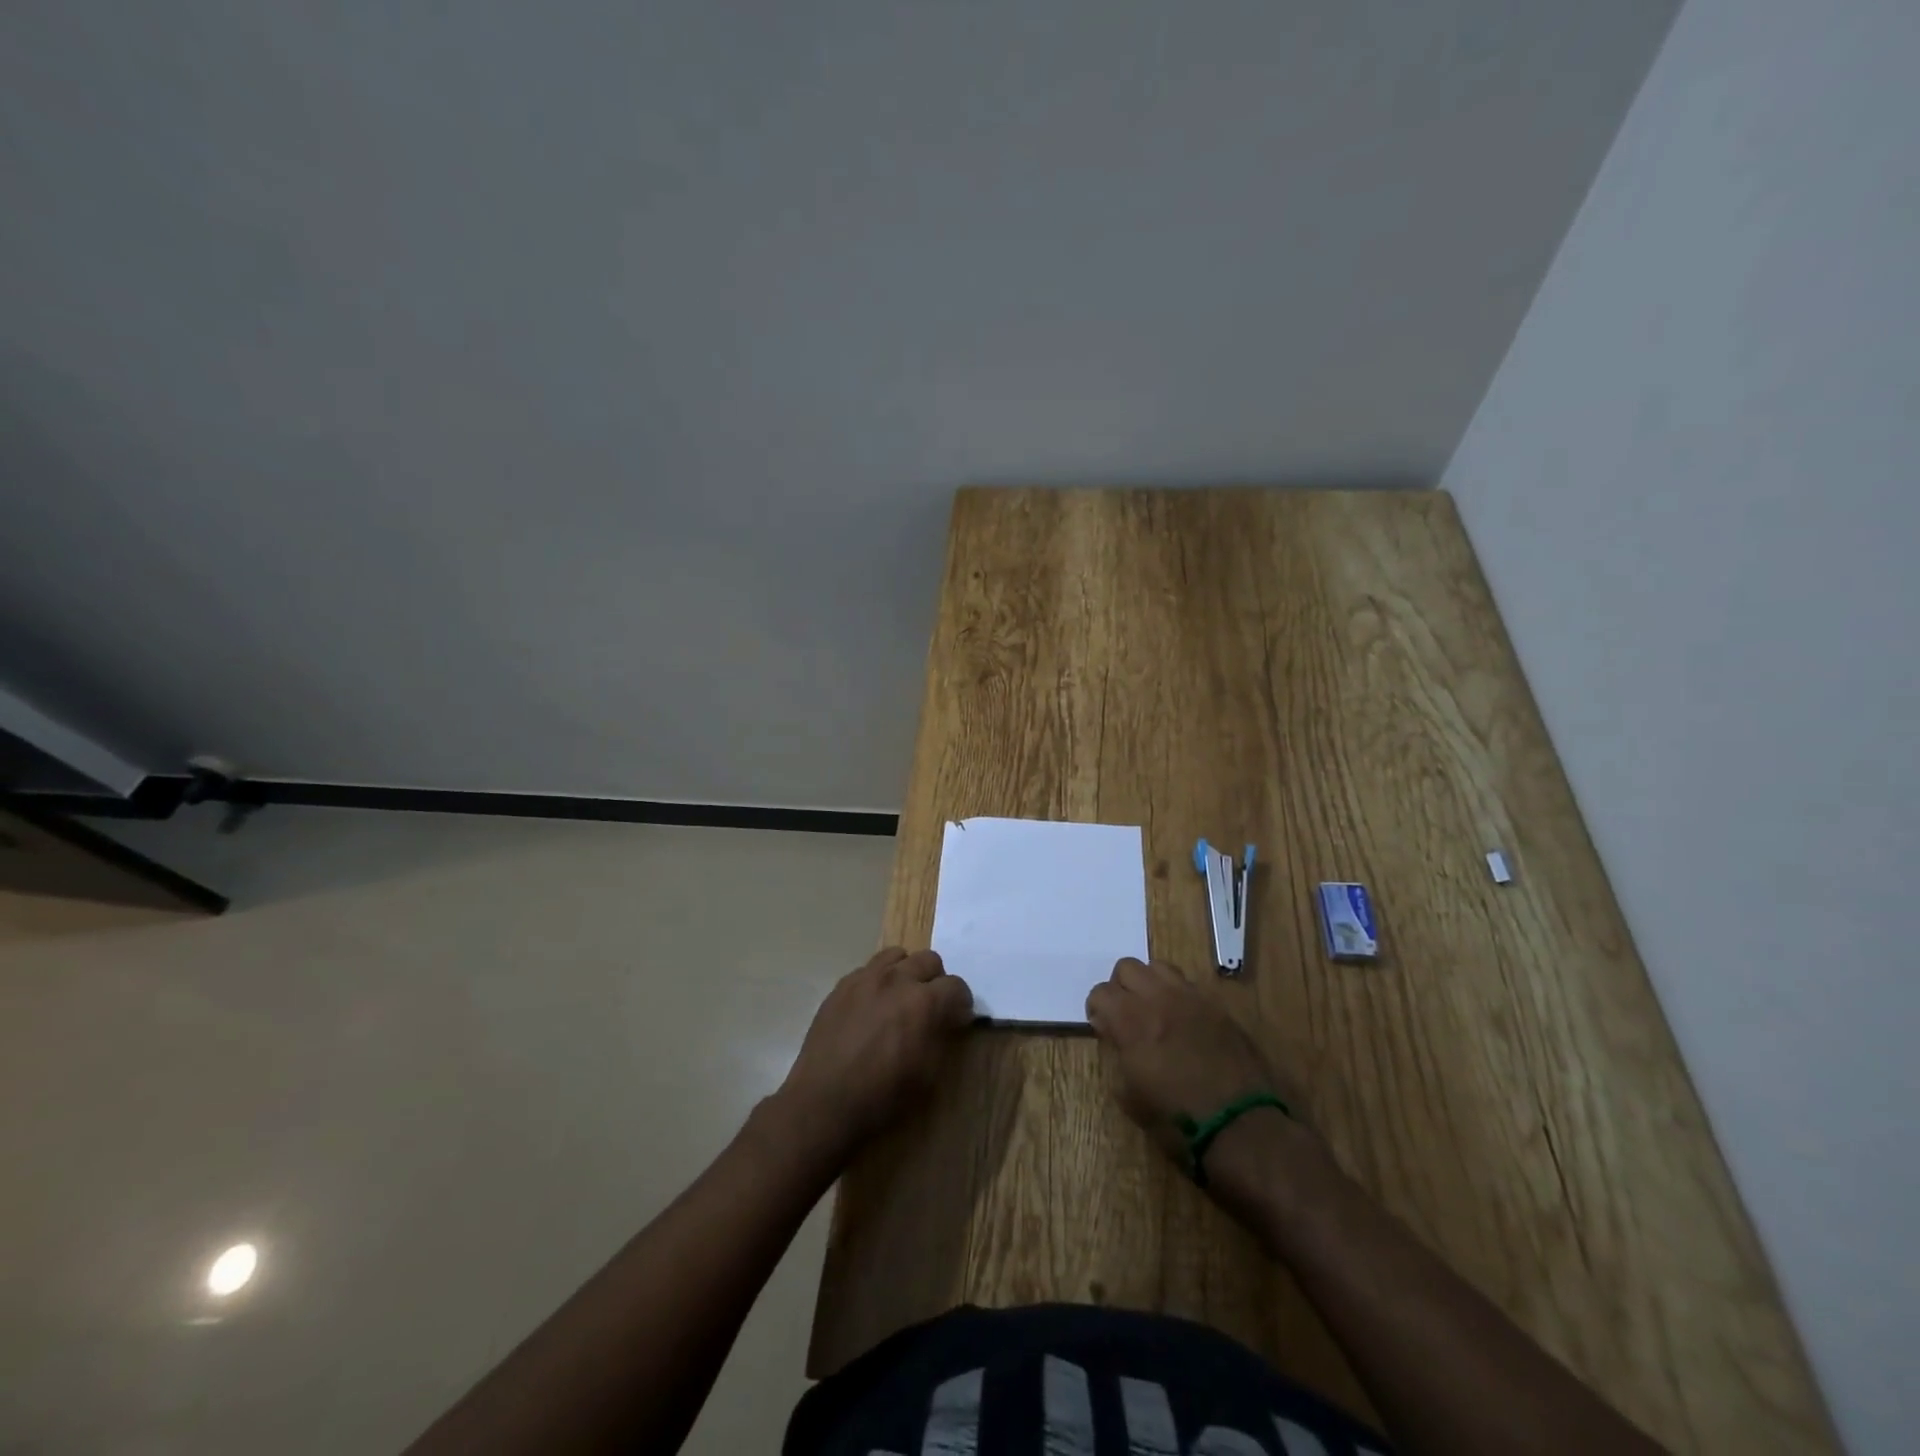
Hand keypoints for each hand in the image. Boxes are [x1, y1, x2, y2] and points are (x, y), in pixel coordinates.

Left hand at [773, 948, 974, 1163]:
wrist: (823, 1102)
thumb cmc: (881, 1095)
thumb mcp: (927, 1074)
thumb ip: (942, 1035)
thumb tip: (949, 1018)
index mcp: (922, 1001)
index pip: (956, 985)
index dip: (961, 1002)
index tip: (957, 1018)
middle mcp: (896, 979)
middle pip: (929, 959)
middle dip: (936, 980)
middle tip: (930, 1006)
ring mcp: (865, 978)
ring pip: (897, 955)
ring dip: (906, 972)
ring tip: (900, 998)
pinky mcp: (842, 985)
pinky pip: (868, 968)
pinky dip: (878, 980)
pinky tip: (872, 1005)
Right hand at [1085, 957, 1291, 1162]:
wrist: (1239, 1126)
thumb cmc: (1178, 1121)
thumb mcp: (1130, 1096)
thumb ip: (1116, 1054)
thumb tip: (1113, 1033)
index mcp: (1132, 1021)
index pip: (1100, 992)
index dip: (1097, 1010)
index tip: (1104, 1030)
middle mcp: (1158, 999)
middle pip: (1127, 967)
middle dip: (1120, 988)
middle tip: (1127, 1015)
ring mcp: (1191, 998)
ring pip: (1158, 967)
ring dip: (1149, 984)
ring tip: (1155, 1011)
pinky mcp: (1217, 1006)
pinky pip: (1188, 984)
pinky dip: (1177, 995)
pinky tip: (1183, 1021)